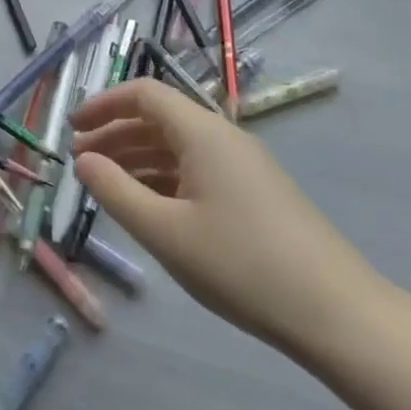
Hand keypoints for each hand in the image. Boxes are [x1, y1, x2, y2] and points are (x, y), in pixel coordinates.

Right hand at [72, 78, 387, 358]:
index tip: (71, 129)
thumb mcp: (164, 231)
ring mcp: (244, 167)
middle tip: (81, 162)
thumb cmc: (242, 265)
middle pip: (159, 118)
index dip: (103, 104)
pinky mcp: (256, 195)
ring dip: (136, 158)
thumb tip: (83, 161)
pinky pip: (197, 170)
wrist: (339, 316)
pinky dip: (163, 178)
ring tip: (106, 184)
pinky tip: (149, 206)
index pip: (144, 94)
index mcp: (203, 133)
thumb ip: (115, 191)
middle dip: (114, 134)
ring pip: (177, 147)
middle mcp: (224, 139)